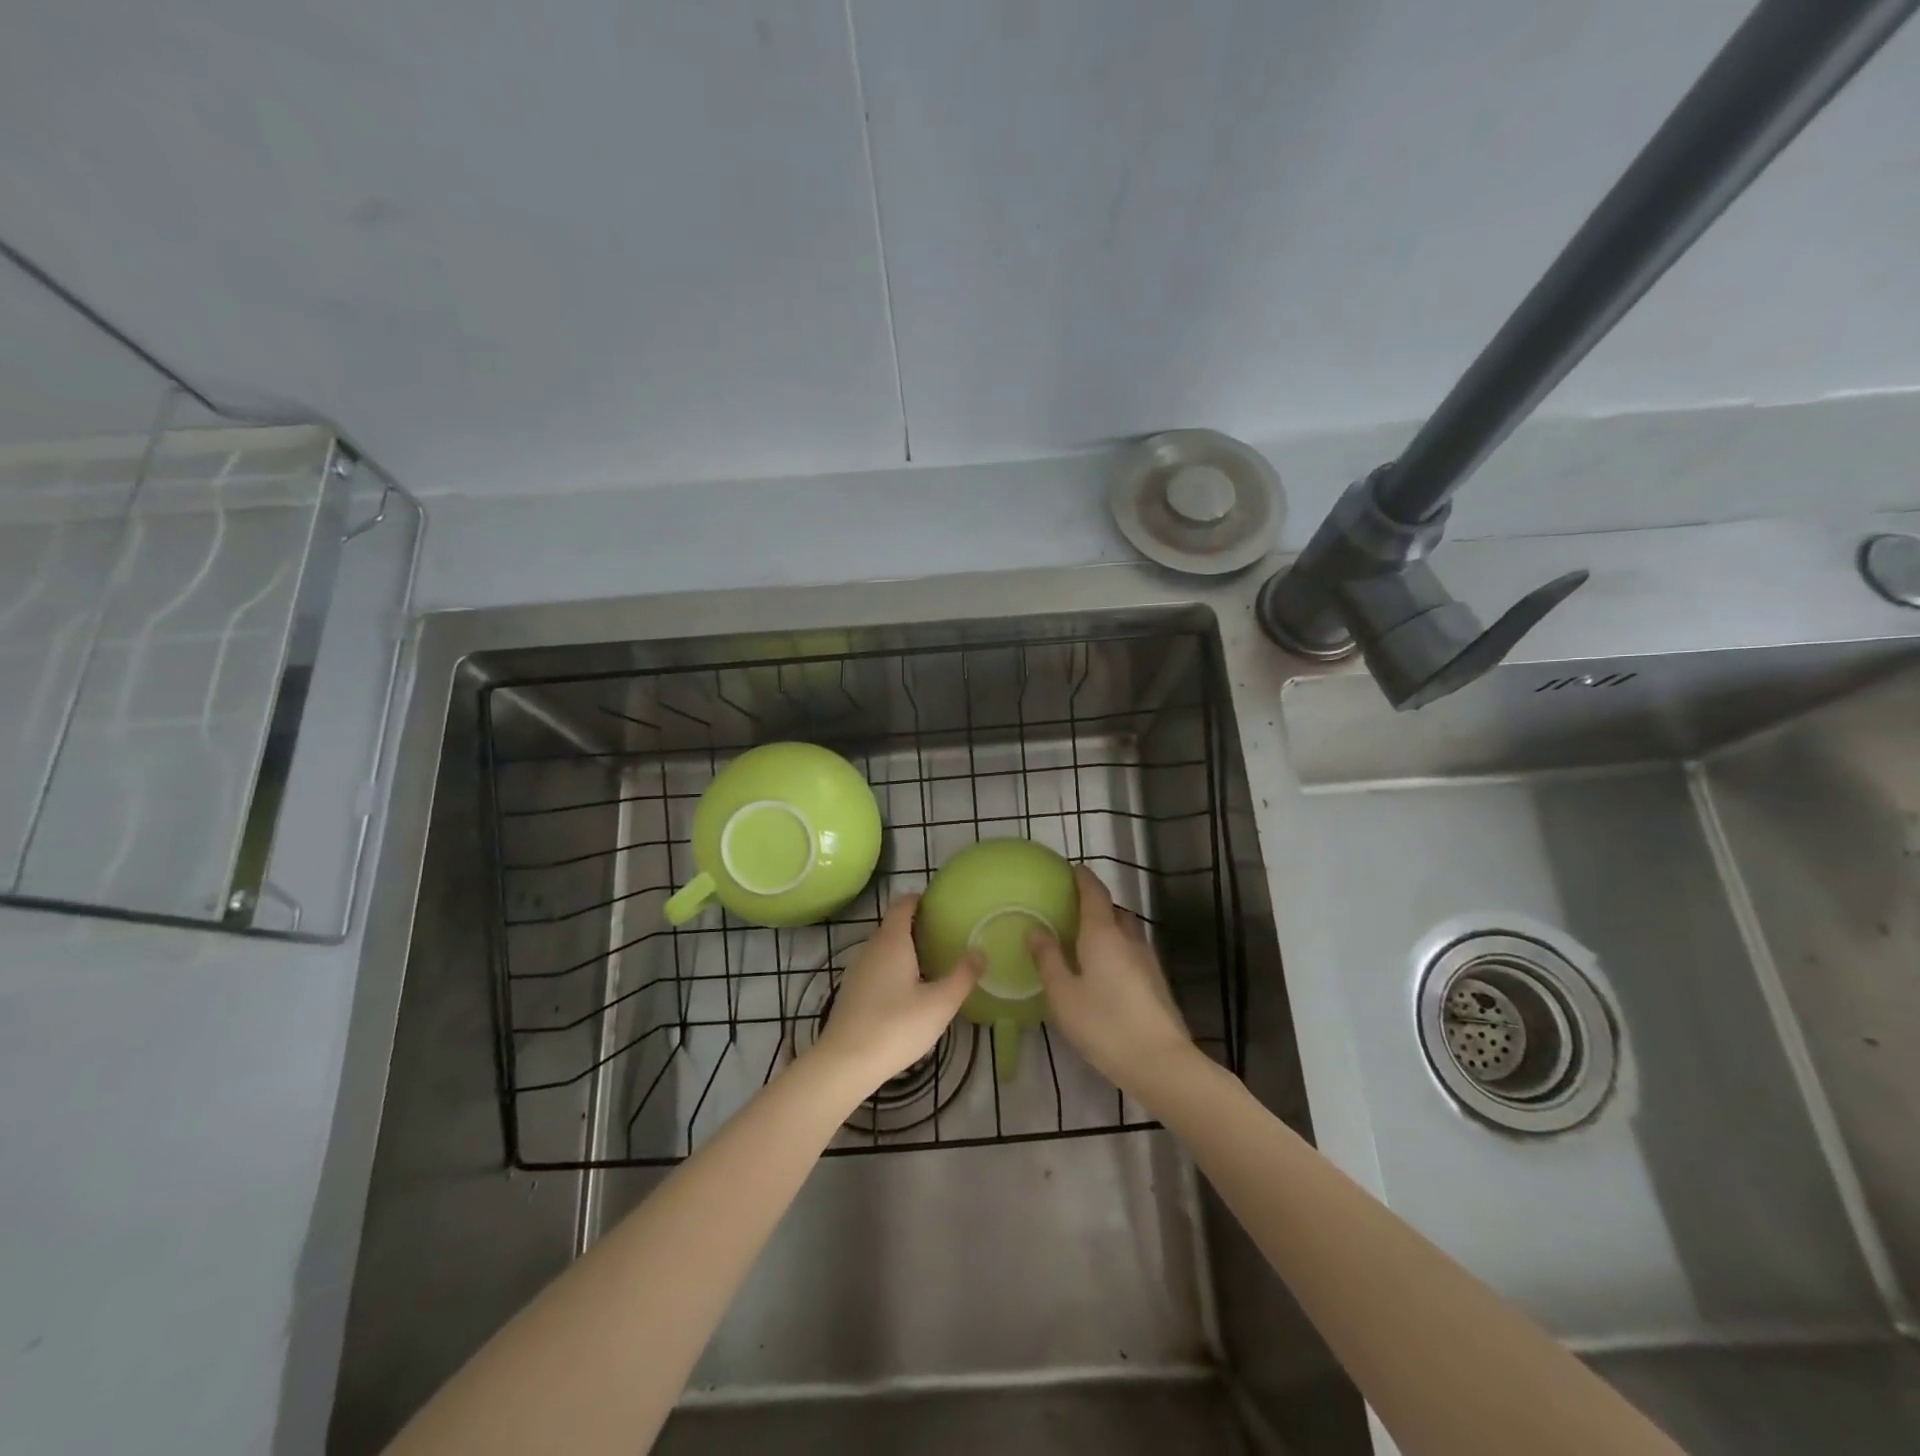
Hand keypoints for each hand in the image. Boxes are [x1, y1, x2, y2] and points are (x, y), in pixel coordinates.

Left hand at [812, 894, 981, 1091]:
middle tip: (944, 936)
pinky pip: (876, 968)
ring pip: (884, 949)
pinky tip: (908, 992)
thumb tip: (980, 952)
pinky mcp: (852, 992)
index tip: (941, 905)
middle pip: (893, 925)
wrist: (845, 1063)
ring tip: (931, 963)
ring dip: (905, 950)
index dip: (920, 899)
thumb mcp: (940, 1003)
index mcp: (892, 942)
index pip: (903, 904)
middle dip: (917, 926)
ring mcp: (857, 971)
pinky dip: (893, 969)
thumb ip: (963, 976)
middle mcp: (871, 948)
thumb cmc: (896, 1026)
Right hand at [1029, 866, 1193, 1095]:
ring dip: (1107, 928)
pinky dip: (1116, 949)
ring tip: (1083, 942)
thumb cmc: (1104, 1024)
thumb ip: (1048, 959)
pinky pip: (1131, 951)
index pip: (1094, 891)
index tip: (1069, 869)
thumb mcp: (1063, 994)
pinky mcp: (1156, 982)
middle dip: (1093, 904)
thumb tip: (1035, 929)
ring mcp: (1147, 960)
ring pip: (1125, 931)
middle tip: (1068, 910)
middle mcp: (1128, 938)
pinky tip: (1103, 972)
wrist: (1161, 1063)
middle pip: (1112, 909)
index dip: (1082, 877)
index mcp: (1103, 933)